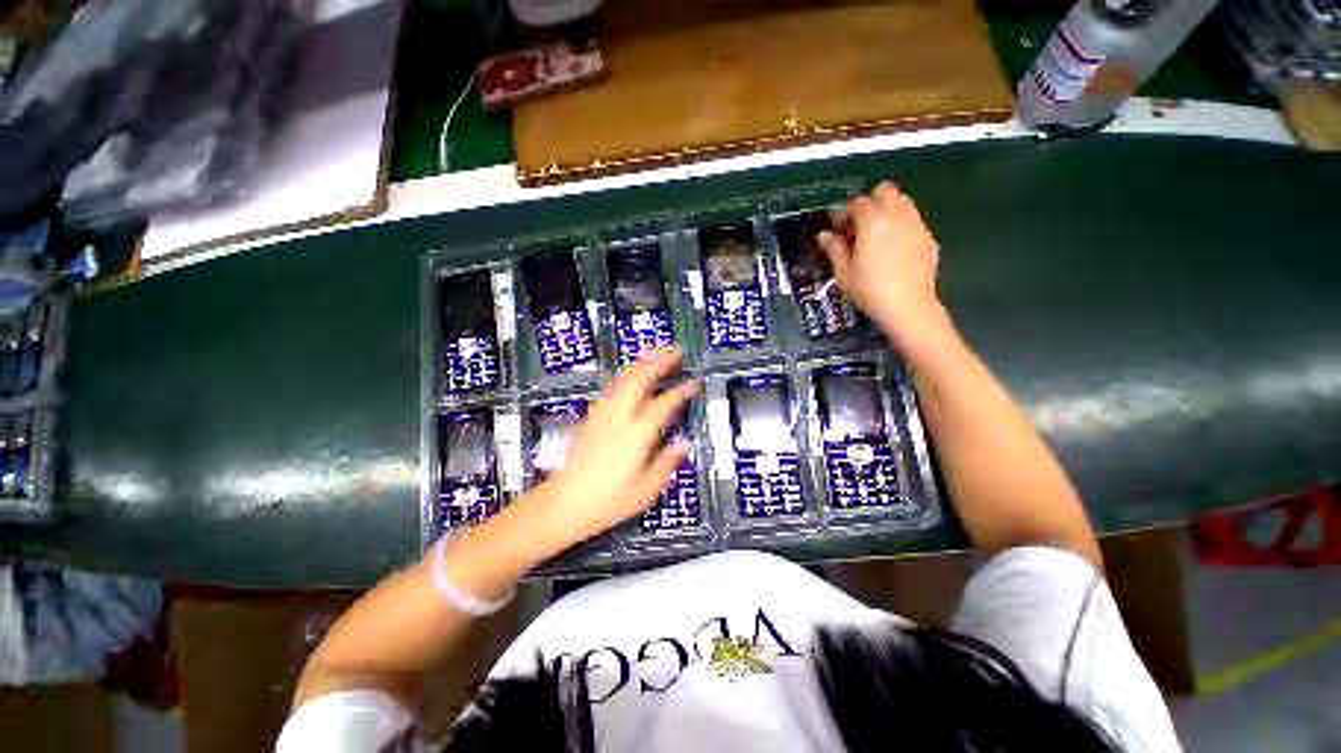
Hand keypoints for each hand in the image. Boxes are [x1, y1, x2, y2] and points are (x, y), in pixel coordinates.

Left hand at [529, 349, 698, 550]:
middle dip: (658, 362)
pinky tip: (631, 378)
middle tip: (674, 352)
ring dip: (642, 364)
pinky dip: (626, 376)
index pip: (665, 403)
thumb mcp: (646, 490)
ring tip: (655, 355)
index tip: (695, 383)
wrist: (563, 503)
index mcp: (638, 433)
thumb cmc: (608, 501)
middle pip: (640, 378)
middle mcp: (620, 416)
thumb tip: (683, 445)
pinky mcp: (592, 417)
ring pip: (623, 378)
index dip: (682, 391)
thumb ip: (667, 463)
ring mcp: (603, 414)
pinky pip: (612, 388)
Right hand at [819, 182, 946, 347]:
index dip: (846, 212)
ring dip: (888, 209)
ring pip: (903, 201)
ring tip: (877, 234)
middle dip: (871, 202)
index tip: (839, 227)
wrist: (908, 306)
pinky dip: (902, 224)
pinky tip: (894, 248)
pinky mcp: (928, 237)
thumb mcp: (844, 273)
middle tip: (860, 225)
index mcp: (873, 223)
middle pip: (885, 190)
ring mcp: (916, 225)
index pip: (858, 202)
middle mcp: (897, 216)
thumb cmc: (869, 290)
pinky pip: (913, 219)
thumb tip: (824, 235)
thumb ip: (834, 249)